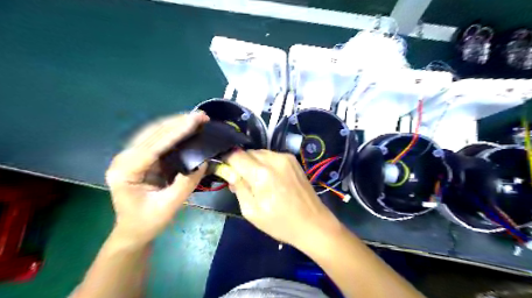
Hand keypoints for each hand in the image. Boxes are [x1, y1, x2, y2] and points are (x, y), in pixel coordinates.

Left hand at [104, 112, 208, 245]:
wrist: (133, 231)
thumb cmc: (148, 222)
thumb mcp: (168, 206)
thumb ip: (185, 184)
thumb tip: (202, 162)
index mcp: (125, 172)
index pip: (153, 146)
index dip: (176, 132)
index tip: (195, 121)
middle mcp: (124, 159)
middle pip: (152, 134)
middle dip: (177, 122)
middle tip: (201, 116)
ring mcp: (131, 157)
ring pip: (154, 133)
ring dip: (175, 124)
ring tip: (196, 119)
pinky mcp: (141, 158)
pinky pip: (158, 139)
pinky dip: (173, 132)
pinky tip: (186, 127)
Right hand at [222, 151, 337, 249]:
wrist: (313, 223)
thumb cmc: (280, 223)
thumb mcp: (252, 211)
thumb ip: (238, 187)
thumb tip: (229, 172)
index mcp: (262, 173)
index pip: (235, 155)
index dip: (227, 162)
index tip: (225, 172)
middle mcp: (274, 159)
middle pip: (247, 152)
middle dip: (240, 163)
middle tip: (241, 182)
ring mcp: (286, 157)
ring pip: (259, 153)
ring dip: (253, 163)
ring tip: (257, 181)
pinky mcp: (293, 159)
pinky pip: (271, 156)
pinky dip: (265, 163)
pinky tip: (270, 178)